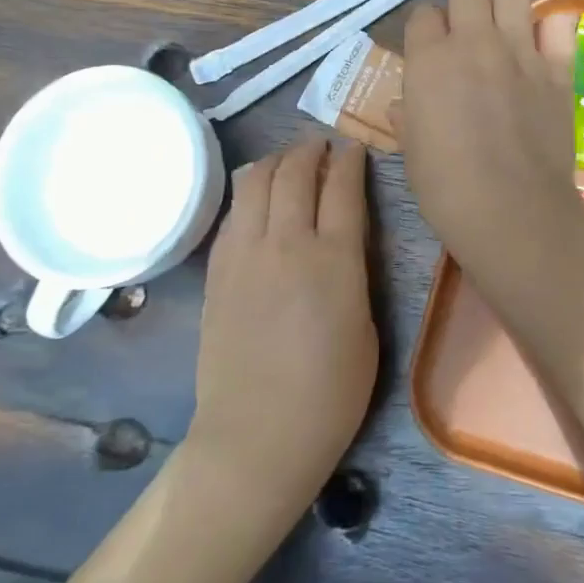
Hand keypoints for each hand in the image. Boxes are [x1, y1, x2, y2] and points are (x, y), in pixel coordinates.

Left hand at [189, 136, 378, 508]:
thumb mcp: (367, 329)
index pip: (342, 188)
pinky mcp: (216, 273)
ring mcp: (243, 256)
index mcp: (334, 259)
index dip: (350, 161)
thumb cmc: (331, 394)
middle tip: (322, 146)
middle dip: (310, 151)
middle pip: (294, 174)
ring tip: (288, 162)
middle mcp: (286, 244)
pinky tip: (257, 200)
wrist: (257, 435)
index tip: (354, 147)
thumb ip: (355, 274)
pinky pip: (232, 215)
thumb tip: (343, 243)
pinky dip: (248, 194)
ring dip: (275, 163)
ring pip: (254, 184)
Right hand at [398, 0, 583, 285]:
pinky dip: (551, 27)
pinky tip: (543, 46)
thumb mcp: (412, 152)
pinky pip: (559, 22)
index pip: (423, 14)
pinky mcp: (558, 68)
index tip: (432, 52)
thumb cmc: (448, 188)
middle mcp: (474, 43)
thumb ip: (408, 118)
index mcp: (429, 60)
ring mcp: (520, 51)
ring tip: (504, 31)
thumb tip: (400, 105)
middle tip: (468, 38)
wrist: (512, 209)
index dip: (427, 31)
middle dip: (463, 7)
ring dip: (504, 3)